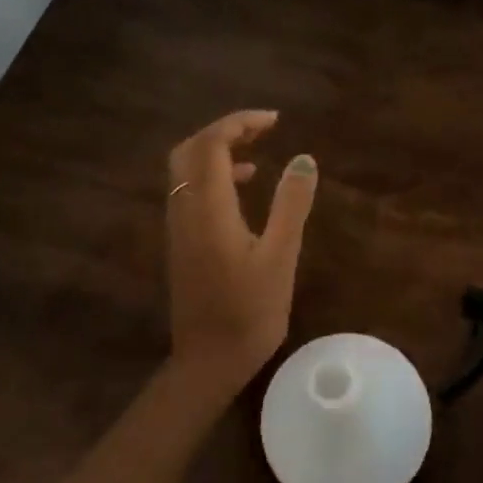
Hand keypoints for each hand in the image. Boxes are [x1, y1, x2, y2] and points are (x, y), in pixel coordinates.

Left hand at [166, 110, 318, 390]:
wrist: (209, 361)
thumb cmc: (250, 311)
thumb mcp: (281, 256)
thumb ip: (291, 204)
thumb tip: (304, 158)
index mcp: (208, 208)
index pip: (212, 144)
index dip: (239, 123)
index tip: (275, 121)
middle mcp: (184, 210)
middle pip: (190, 150)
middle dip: (223, 131)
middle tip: (262, 130)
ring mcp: (178, 227)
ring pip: (185, 170)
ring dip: (216, 152)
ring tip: (257, 154)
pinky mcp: (181, 243)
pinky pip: (189, 191)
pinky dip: (212, 176)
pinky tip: (242, 191)